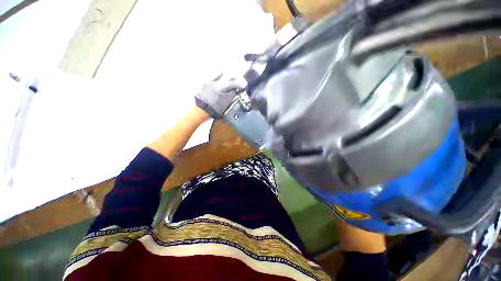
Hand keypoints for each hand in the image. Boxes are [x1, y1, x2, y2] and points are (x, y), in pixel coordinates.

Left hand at [195, 74, 244, 118]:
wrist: (203, 109)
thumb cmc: (216, 108)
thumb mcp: (226, 103)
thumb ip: (232, 95)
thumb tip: (235, 90)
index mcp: (222, 88)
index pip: (233, 84)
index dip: (239, 85)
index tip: (243, 86)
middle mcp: (217, 82)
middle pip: (228, 78)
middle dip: (234, 80)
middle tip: (239, 82)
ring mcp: (211, 81)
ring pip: (221, 75)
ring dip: (227, 77)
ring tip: (231, 79)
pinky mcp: (206, 82)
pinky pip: (215, 76)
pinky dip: (220, 76)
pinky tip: (222, 77)